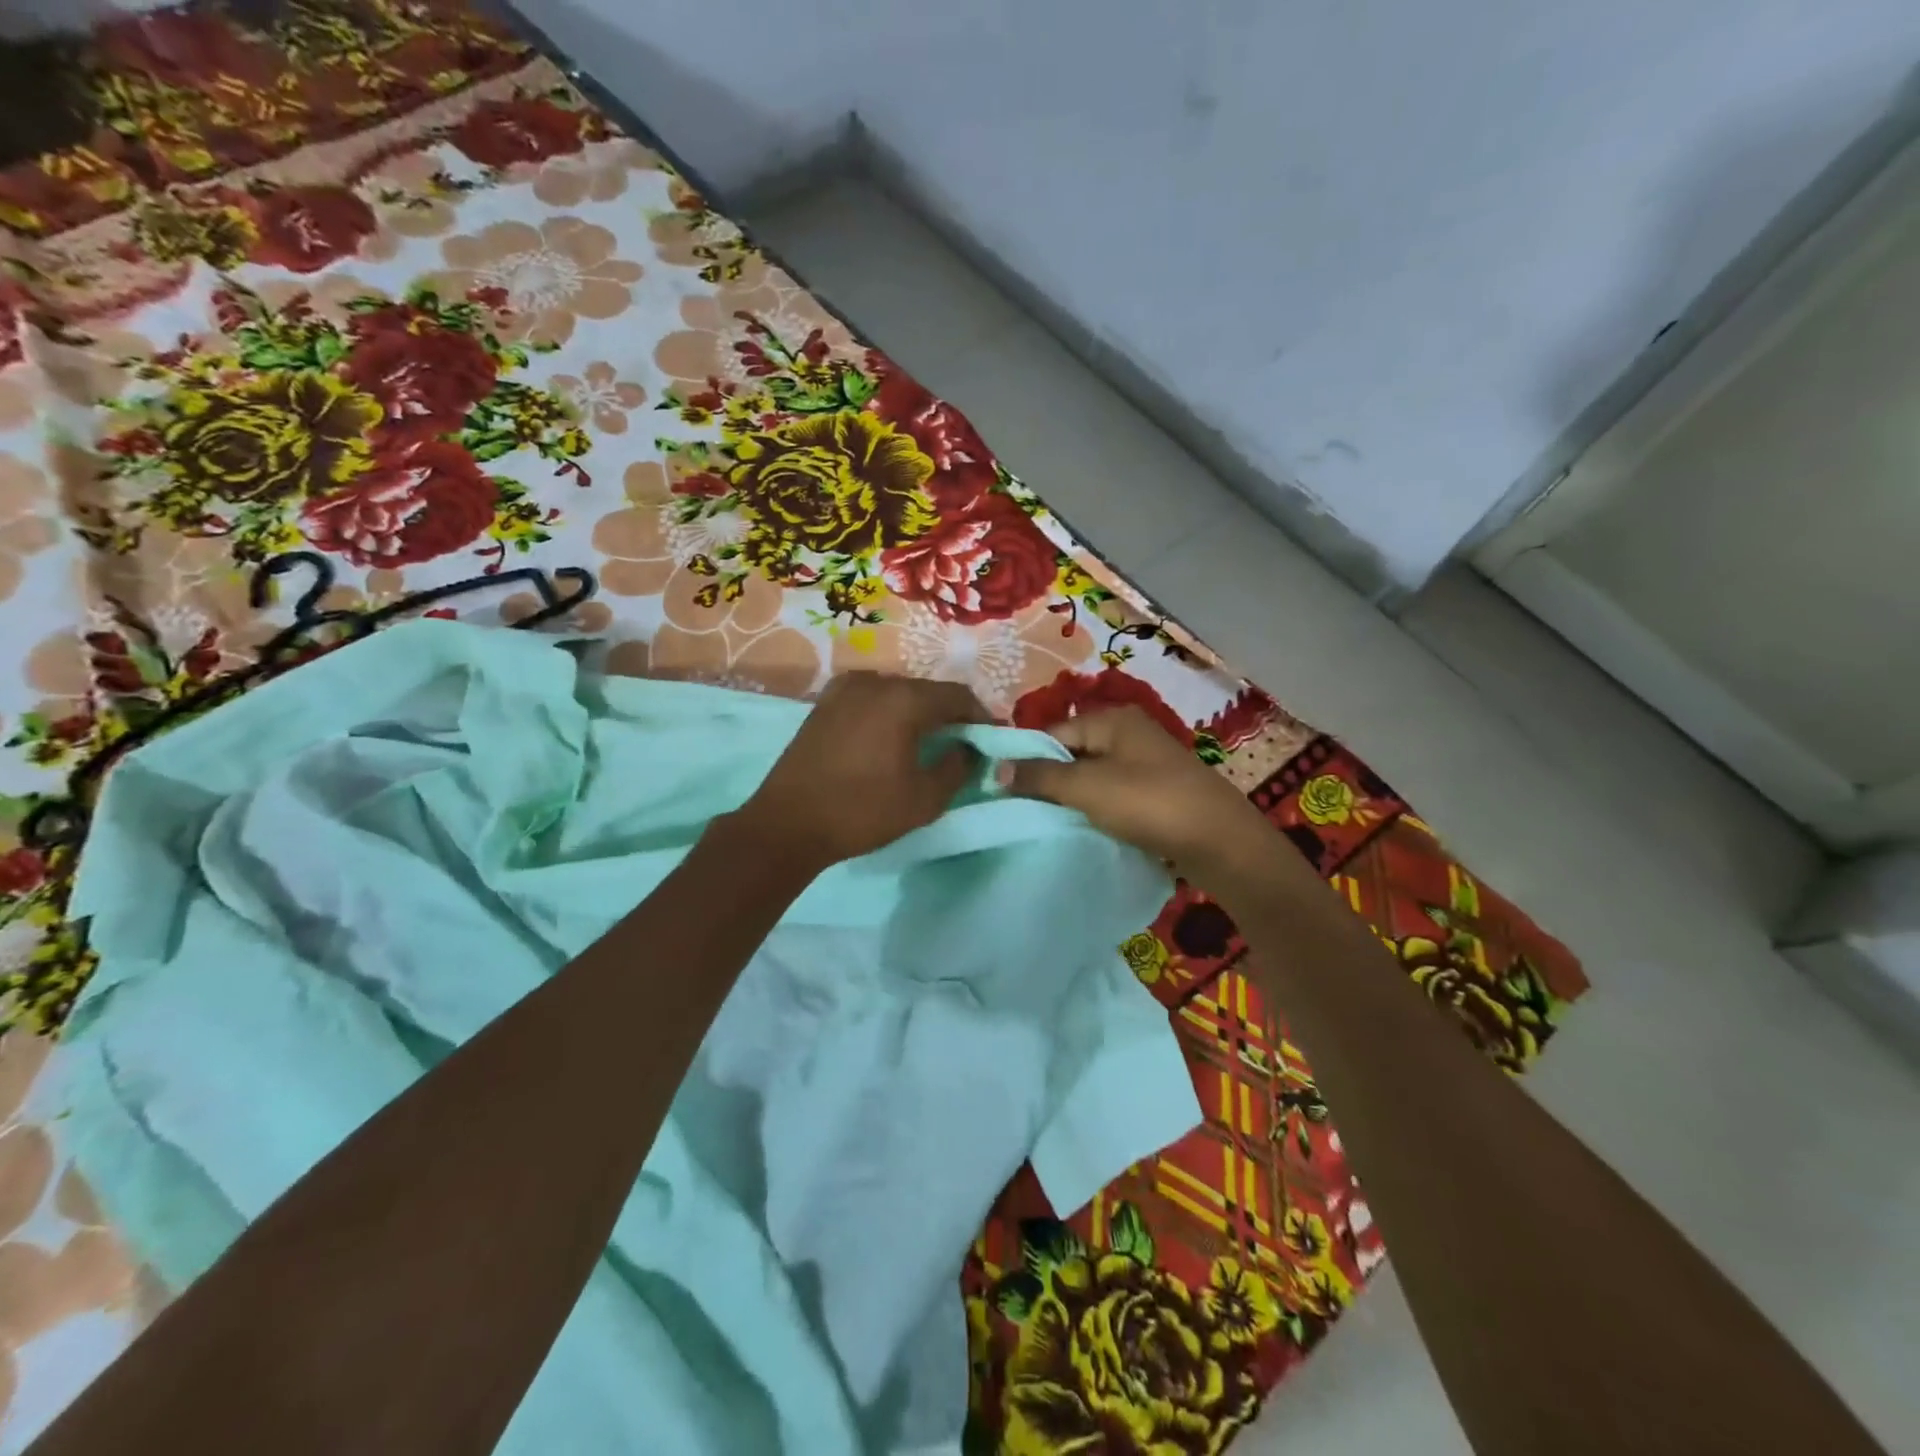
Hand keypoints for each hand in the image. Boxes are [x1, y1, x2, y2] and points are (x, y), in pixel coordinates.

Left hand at [732, 672, 987, 870]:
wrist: (788, 823)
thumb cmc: (862, 811)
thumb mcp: (924, 799)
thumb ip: (957, 767)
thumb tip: (967, 749)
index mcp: (903, 699)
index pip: (958, 695)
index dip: (981, 715)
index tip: (991, 738)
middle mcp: (875, 681)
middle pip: (926, 690)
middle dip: (949, 713)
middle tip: (962, 741)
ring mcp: (844, 689)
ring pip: (897, 692)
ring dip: (918, 712)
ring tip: (927, 741)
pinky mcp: (824, 703)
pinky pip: (870, 699)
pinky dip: (888, 712)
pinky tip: (889, 738)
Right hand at [1010, 707, 1279, 879]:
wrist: (1220, 842)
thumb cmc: (1149, 803)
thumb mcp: (1087, 786)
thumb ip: (1040, 776)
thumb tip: (995, 768)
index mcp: (1113, 718)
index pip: (1054, 732)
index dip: (1027, 759)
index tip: (1002, 789)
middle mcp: (1129, 733)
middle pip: (1073, 752)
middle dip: (1048, 780)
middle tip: (1021, 809)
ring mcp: (1146, 763)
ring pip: (1092, 776)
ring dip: (1072, 798)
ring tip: (1048, 822)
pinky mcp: (1157, 792)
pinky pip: (1113, 794)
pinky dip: (1097, 809)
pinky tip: (1085, 829)